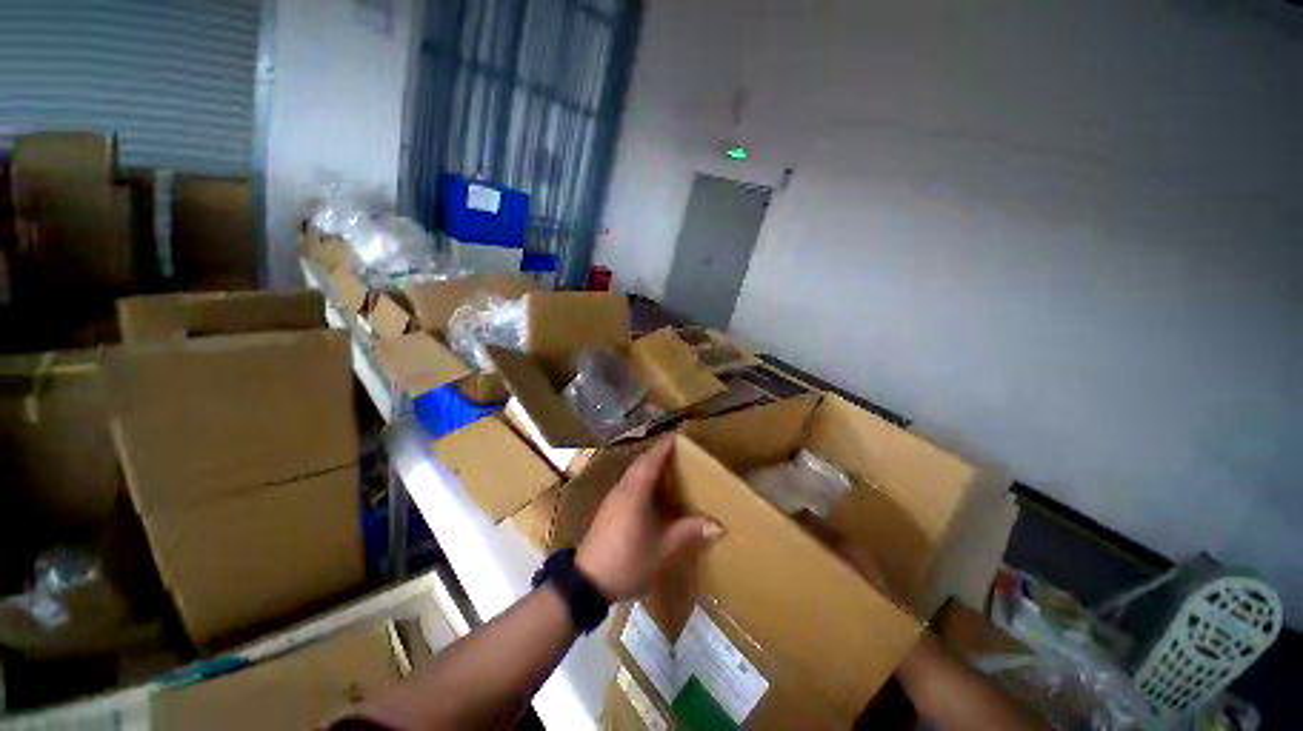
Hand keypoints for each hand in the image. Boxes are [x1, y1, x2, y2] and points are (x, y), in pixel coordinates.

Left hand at [576, 438, 722, 599]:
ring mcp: (613, 498)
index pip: (651, 461)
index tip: (677, 435)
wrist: (587, 583)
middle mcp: (622, 489)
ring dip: (648, 464)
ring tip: (667, 465)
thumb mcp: (661, 549)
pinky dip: (641, 476)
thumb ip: (687, 533)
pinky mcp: (608, 508)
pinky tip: (650, 489)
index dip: (664, 447)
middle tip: (676, 449)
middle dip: (657, 452)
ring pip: (632, 472)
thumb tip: (718, 526)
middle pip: (641, 463)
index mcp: (635, 492)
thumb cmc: (627, 561)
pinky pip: (628, 482)